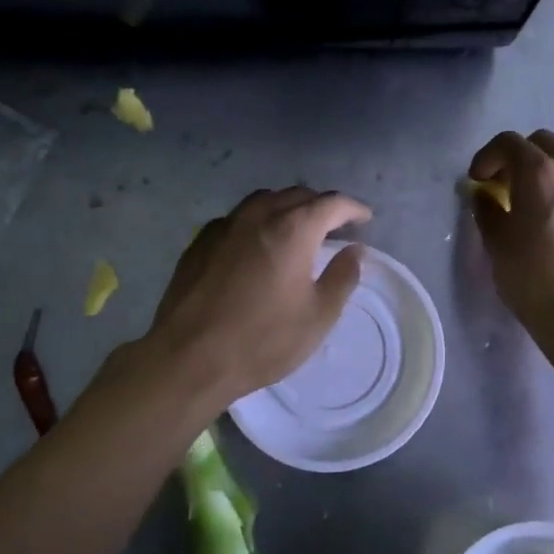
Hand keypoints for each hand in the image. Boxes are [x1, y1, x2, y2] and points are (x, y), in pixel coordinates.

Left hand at [146, 187, 371, 407]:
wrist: (189, 358)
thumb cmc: (262, 340)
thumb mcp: (318, 316)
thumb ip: (342, 277)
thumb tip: (354, 250)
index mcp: (293, 228)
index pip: (331, 203)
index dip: (353, 208)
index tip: (364, 219)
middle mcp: (258, 215)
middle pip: (297, 195)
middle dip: (321, 206)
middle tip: (334, 227)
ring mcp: (224, 225)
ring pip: (263, 200)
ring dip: (287, 207)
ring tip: (297, 229)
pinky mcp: (199, 241)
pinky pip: (237, 218)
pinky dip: (257, 222)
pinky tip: (256, 245)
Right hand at [467, 130, 553, 364]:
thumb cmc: (533, 277)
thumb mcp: (497, 242)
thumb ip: (487, 208)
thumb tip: (485, 195)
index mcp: (540, 171)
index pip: (508, 142)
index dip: (487, 157)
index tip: (477, 180)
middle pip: (542, 143)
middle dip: (517, 157)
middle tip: (502, 185)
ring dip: (543, 171)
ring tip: (528, 202)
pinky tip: (553, 219)